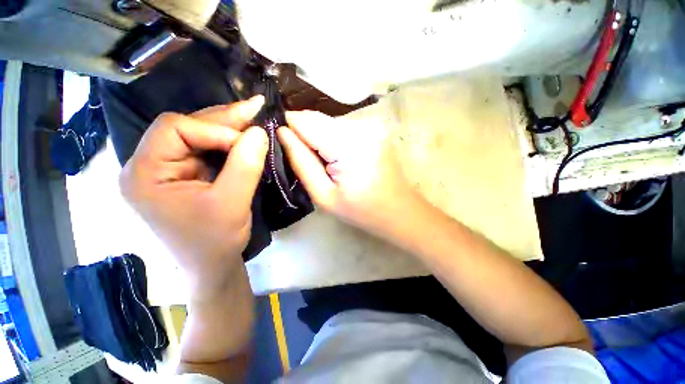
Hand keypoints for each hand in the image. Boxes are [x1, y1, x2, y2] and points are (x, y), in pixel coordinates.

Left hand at [119, 96, 266, 299]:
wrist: (212, 267)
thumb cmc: (215, 242)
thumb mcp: (232, 204)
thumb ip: (245, 165)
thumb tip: (259, 131)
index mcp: (144, 173)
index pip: (175, 129)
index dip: (215, 130)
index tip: (248, 143)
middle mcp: (150, 166)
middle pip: (186, 128)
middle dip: (224, 119)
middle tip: (255, 107)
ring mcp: (168, 170)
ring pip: (199, 137)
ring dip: (229, 129)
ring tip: (254, 117)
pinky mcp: (186, 176)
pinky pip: (207, 151)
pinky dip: (229, 144)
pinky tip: (246, 138)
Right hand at [278, 111, 419, 238]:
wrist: (398, 210)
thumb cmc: (362, 210)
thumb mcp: (324, 195)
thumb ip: (301, 162)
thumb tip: (282, 132)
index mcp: (348, 145)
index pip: (305, 121)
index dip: (289, 129)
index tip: (284, 145)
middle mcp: (361, 126)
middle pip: (317, 119)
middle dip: (306, 136)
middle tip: (311, 162)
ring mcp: (371, 124)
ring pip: (329, 122)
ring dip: (321, 138)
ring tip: (328, 164)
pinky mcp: (375, 127)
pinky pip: (343, 127)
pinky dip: (334, 139)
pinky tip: (340, 158)